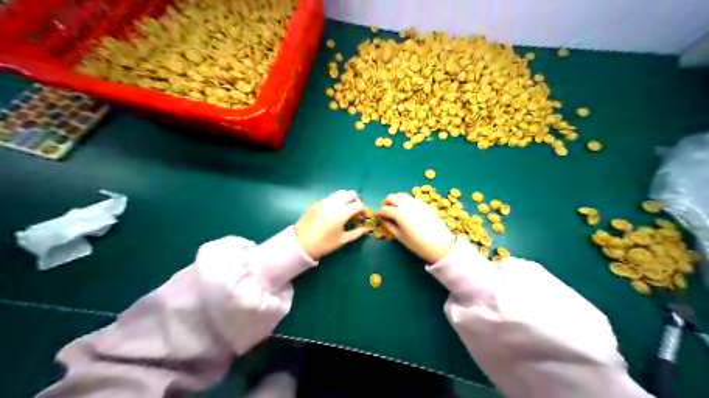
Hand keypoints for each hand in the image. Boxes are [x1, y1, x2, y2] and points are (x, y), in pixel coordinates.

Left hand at [296, 189, 367, 260]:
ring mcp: (324, 201)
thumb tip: (365, 228)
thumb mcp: (343, 240)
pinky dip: (336, 202)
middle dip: (355, 201)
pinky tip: (332, 214)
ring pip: (339, 194)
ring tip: (344, 212)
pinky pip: (330, 198)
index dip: (362, 211)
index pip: (358, 205)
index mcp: (342, 212)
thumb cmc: (324, 244)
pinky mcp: (316, 203)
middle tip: (354, 212)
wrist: (301, 244)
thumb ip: (356, 232)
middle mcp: (334, 203)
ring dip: (345, 200)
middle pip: (350, 194)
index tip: (361, 218)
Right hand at [376, 192, 454, 263]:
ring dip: (395, 200)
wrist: (442, 245)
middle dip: (385, 203)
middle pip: (392, 197)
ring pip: (401, 195)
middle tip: (384, 210)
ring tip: (394, 209)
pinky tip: (405, 209)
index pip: (385, 209)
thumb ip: (390, 226)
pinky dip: (404, 201)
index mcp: (400, 214)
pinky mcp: (425, 204)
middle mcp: (408, 205)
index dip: (379, 212)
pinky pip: (411, 198)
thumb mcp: (401, 238)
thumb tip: (384, 220)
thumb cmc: (419, 245)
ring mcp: (417, 203)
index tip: (377, 216)